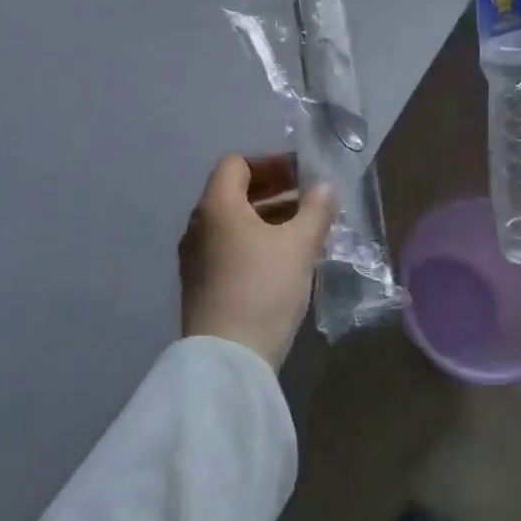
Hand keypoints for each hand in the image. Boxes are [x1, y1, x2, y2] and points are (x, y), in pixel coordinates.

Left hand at [181, 154, 336, 367]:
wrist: (228, 358)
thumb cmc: (263, 288)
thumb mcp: (299, 245)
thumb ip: (315, 210)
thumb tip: (324, 187)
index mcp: (217, 206)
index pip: (236, 164)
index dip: (271, 163)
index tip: (301, 175)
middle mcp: (199, 226)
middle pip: (234, 193)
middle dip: (274, 190)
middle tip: (309, 200)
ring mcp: (196, 258)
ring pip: (234, 223)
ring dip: (268, 218)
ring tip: (305, 230)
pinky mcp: (201, 285)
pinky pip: (230, 248)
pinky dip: (256, 242)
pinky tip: (285, 260)